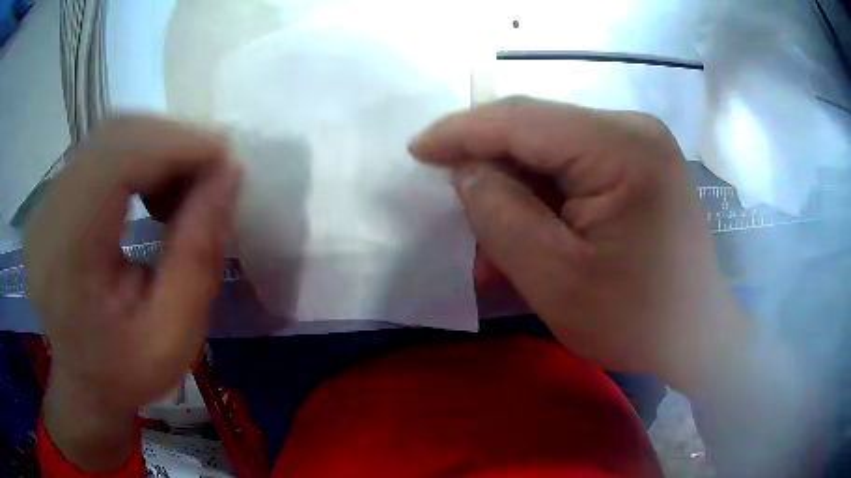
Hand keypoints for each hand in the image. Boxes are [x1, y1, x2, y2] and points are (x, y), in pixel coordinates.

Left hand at [25, 117, 240, 470]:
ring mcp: (45, 205)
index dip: (175, 146)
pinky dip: (138, 158)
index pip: (116, 163)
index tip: (225, 159)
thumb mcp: (175, 335)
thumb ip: (198, 255)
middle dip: (171, 142)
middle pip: (112, 137)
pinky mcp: (51, 200)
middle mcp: (46, 218)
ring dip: (156, 149)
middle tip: (210, 174)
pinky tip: (153, 191)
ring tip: (182, 188)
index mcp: (67, 259)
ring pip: (108, 137)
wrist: (85, 385)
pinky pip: (99, 152)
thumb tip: (228, 174)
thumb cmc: (128, 374)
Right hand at [411, 98, 745, 391]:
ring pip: (553, 149)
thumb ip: (504, 218)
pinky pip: (576, 165)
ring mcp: (639, 144)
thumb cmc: (637, 320)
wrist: (696, 334)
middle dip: (490, 165)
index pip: (524, 121)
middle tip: (455, 207)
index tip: (416, 149)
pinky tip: (535, 234)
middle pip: (539, 130)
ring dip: (518, 189)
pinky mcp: (639, 163)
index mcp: (623, 148)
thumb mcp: (558, 281)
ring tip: (496, 242)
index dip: (462, 132)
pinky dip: (546, 196)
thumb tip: (468, 171)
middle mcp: (634, 129)